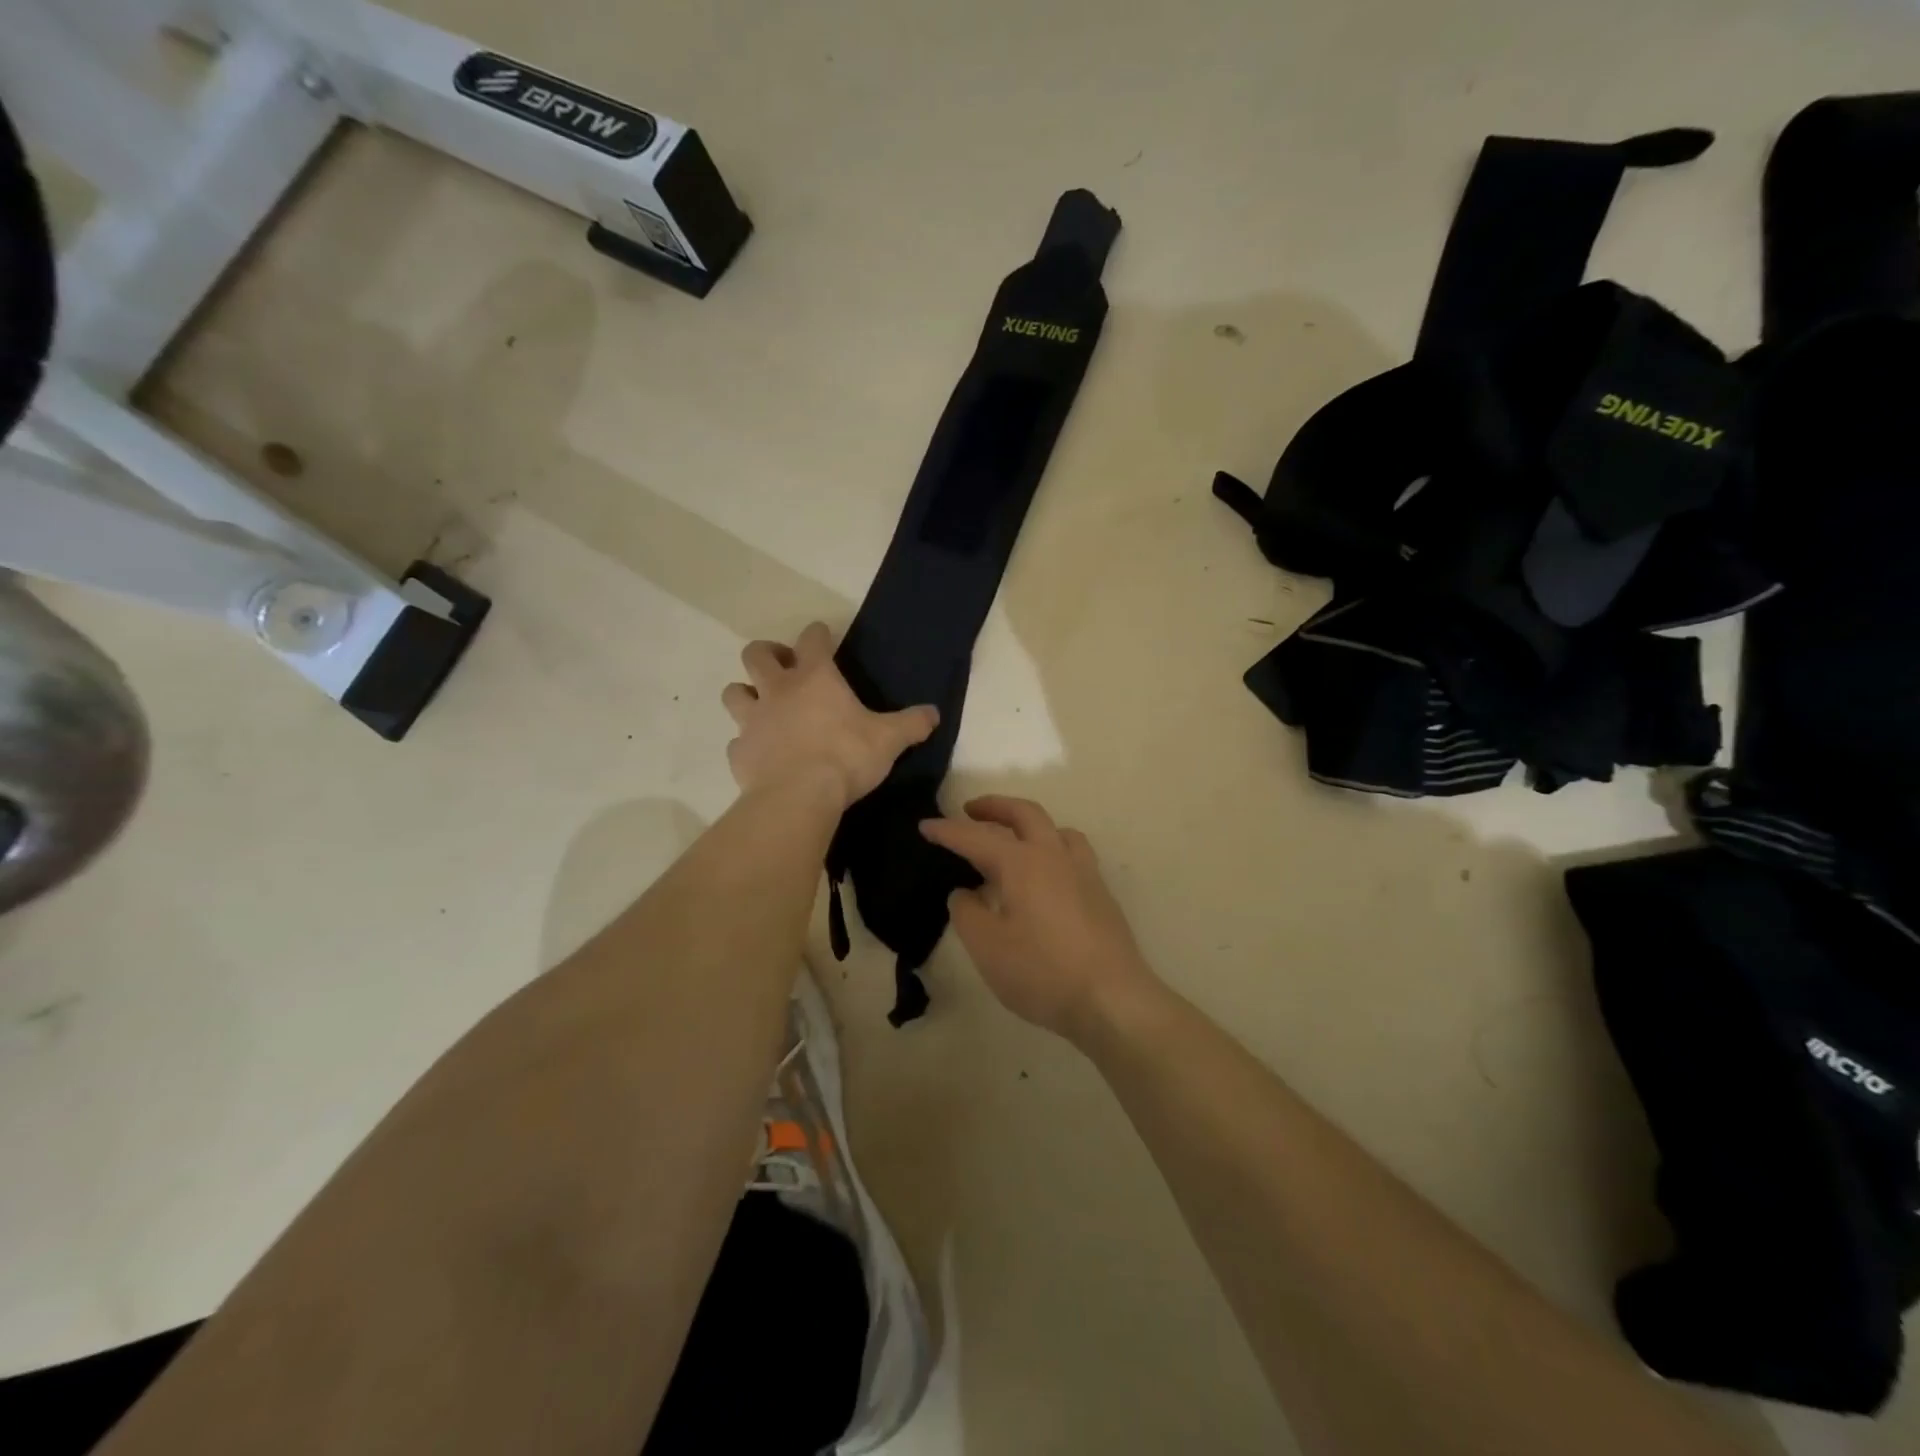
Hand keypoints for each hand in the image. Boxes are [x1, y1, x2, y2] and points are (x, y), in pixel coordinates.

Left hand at [722, 623, 937, 809]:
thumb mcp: (889, 740)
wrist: (798, 797)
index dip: (818, 634)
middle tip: (783, 667)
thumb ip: (911, 724)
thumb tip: (934, 713)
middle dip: (767, 653)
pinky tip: (760, 754)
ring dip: (746, 693)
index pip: (812, 639)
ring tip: (762, 706)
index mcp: (815, 678)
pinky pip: (736, 741)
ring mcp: (753, 720)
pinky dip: (746, 743)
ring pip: (734, 692)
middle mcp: (777, 690)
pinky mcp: (739, 752)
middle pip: (756, 654)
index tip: (823, 638)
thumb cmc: (846, 757)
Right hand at [920, 797, 1159, 1040]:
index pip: (976, 837)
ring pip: (1056, 829)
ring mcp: (1083, 873)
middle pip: (1025, 814)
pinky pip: (1072, 852)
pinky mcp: (1100, 894)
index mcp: (1022, 863)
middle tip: (970, 810)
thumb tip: (965, 893)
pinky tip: (1044, 876)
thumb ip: (968, 913)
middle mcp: (1054, 856)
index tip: (925, 825)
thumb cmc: (1042, 972)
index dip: (948, 831)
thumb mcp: (987, 947)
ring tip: (1013, 839)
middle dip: (994, 807)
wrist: (1112, 999)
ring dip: (1029, 823)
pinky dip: (1051, 847)